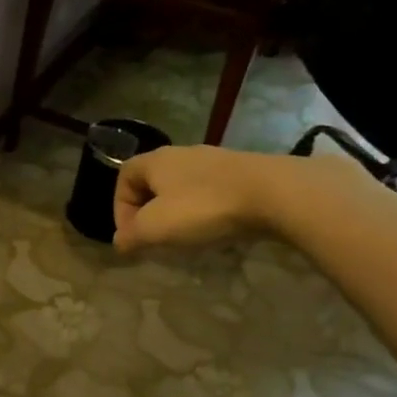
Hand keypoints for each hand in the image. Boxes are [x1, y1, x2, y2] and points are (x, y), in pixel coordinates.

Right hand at [114, 146, 349, 252]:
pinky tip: (218, 228)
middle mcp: (181, 154)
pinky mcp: (243, 172)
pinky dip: (207, 211)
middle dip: (150, 212)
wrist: (276, 193)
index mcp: (155, 161)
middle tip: (158, 239)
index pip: (124, 177)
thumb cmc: (204, 207)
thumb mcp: (156, 227)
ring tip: (188, 237)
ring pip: (183, 187)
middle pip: (154, 182)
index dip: (120, 207)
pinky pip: (211, 192)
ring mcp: (215, 161)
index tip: (133, 235)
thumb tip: (120, 242)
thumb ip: (131, 236)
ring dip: (179, 212)